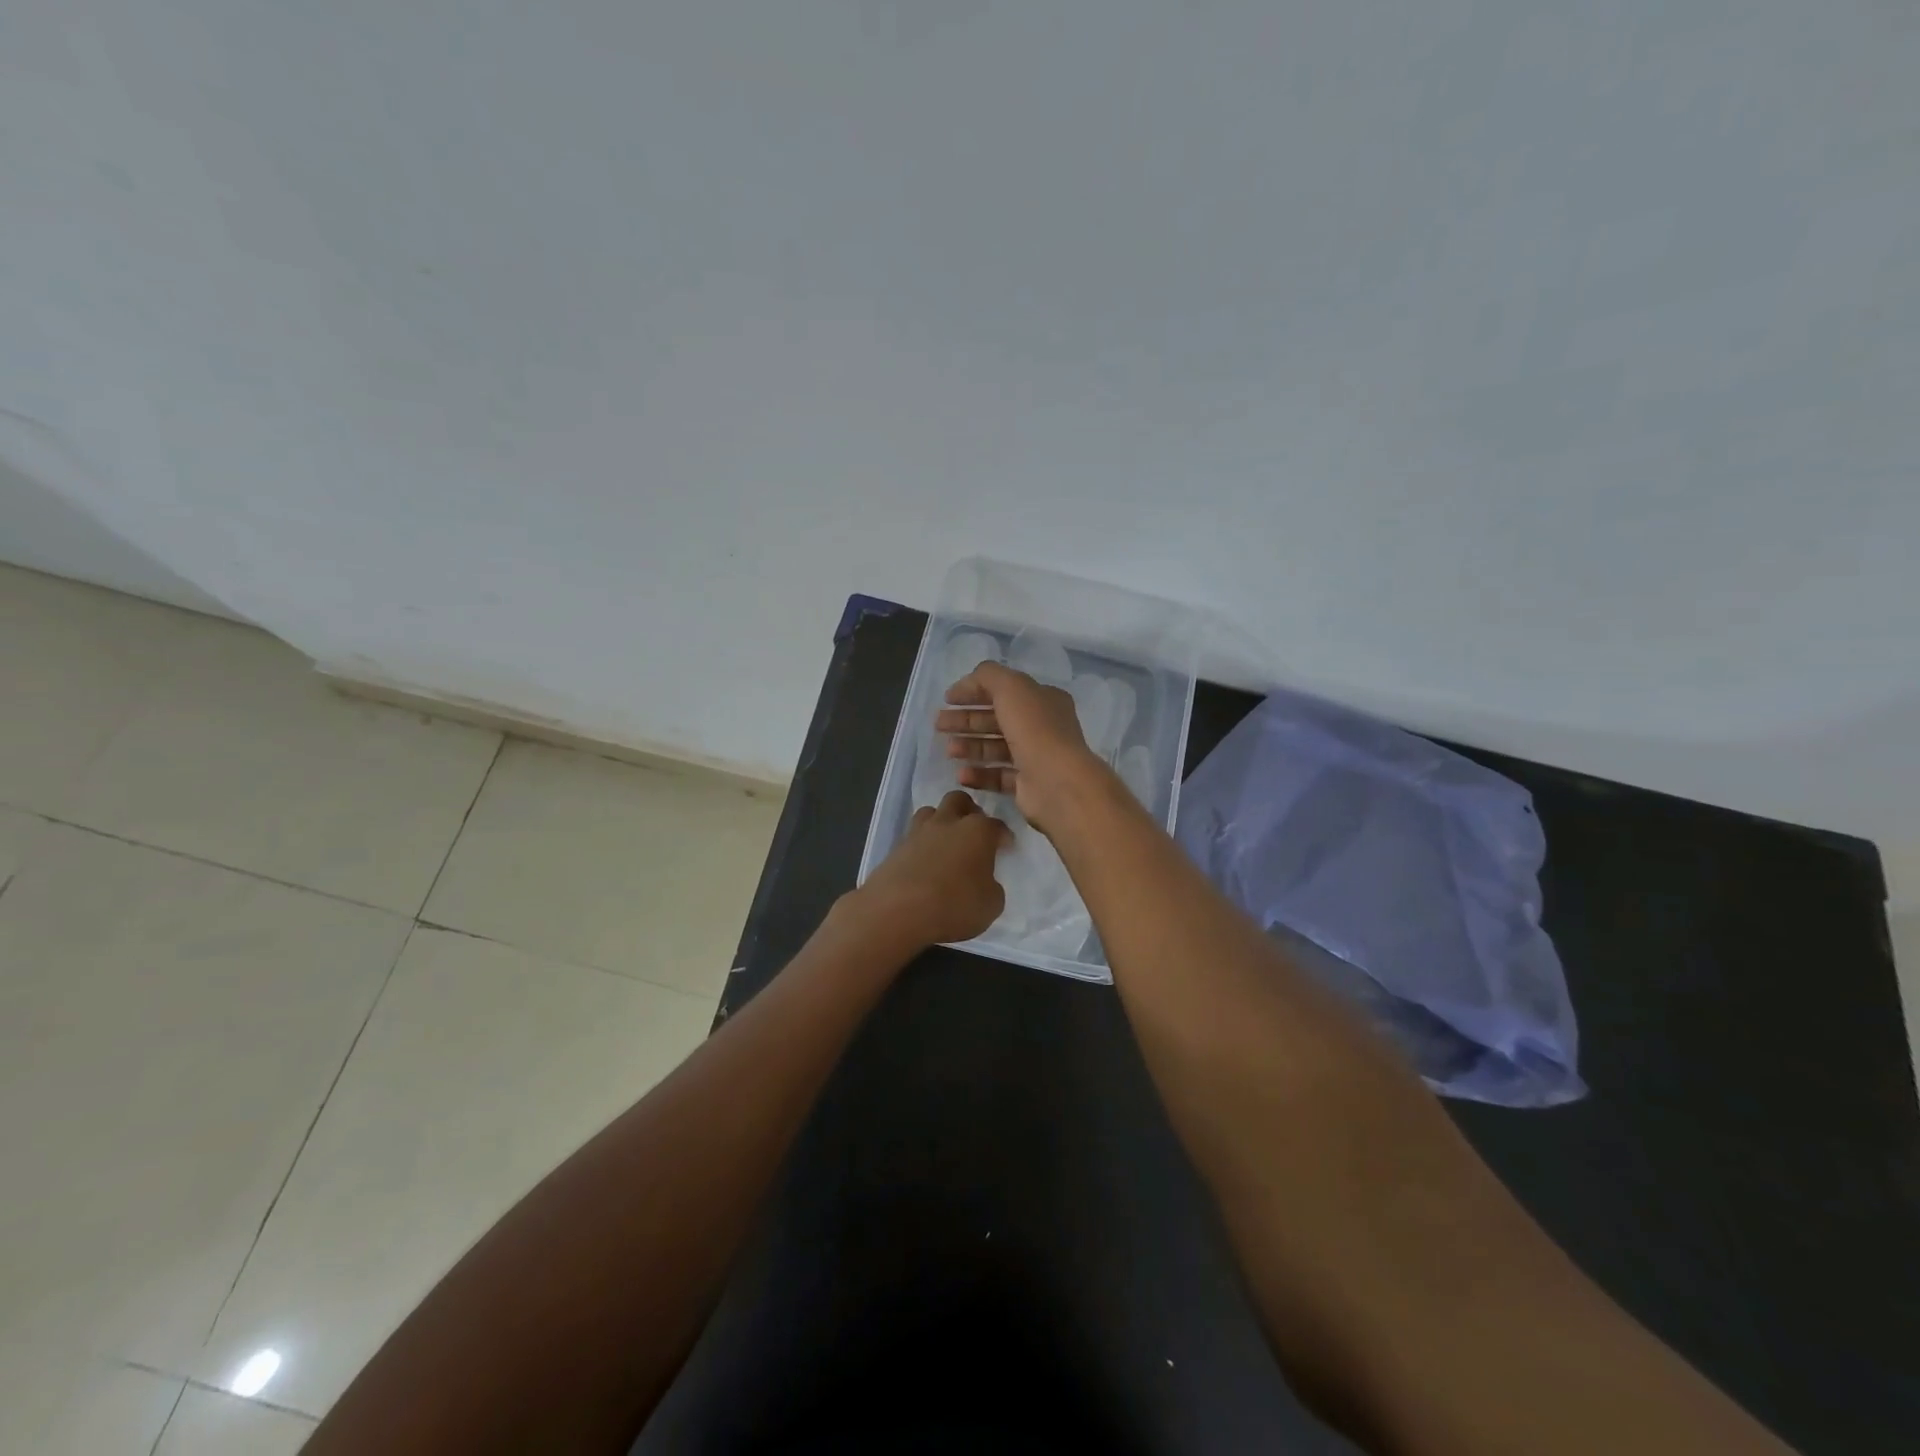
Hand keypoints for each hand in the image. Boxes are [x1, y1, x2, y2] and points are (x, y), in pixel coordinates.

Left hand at [854, 790, 1010, 948]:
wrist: (896, 911)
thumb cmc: (953, 906)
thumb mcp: (991, 905)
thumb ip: (992, 886)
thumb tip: (984, 881)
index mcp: (977, 831)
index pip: (997, 825)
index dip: (1003, 836)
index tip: (1005, 847)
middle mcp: (948, 822)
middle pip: (959, 800)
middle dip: (969, 811)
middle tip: (973, 832)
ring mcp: (918, 832)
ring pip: (931, 812)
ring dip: (941, 821)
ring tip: (946, 843)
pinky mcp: (896, 847)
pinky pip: (913, 836)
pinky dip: (922, 843)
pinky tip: (925, 863)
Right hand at [936, 662, 1110, 833]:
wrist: (1057, 782)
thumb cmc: (1034, 729)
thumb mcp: (1010, 687)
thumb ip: (987, 676)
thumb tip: (968, 683)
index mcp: (1042, 700)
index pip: (1004, 691)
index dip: (974, 691)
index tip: (947, 699)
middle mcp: (1041, 727)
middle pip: (996, 720)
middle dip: (966, 720)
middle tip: (939, 725)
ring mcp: (1036, 757)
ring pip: (996, 748)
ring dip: (970, 747)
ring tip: (949, 751)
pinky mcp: (1028, 785)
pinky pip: (998, 777)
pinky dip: (979, 774)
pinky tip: (961, 775)